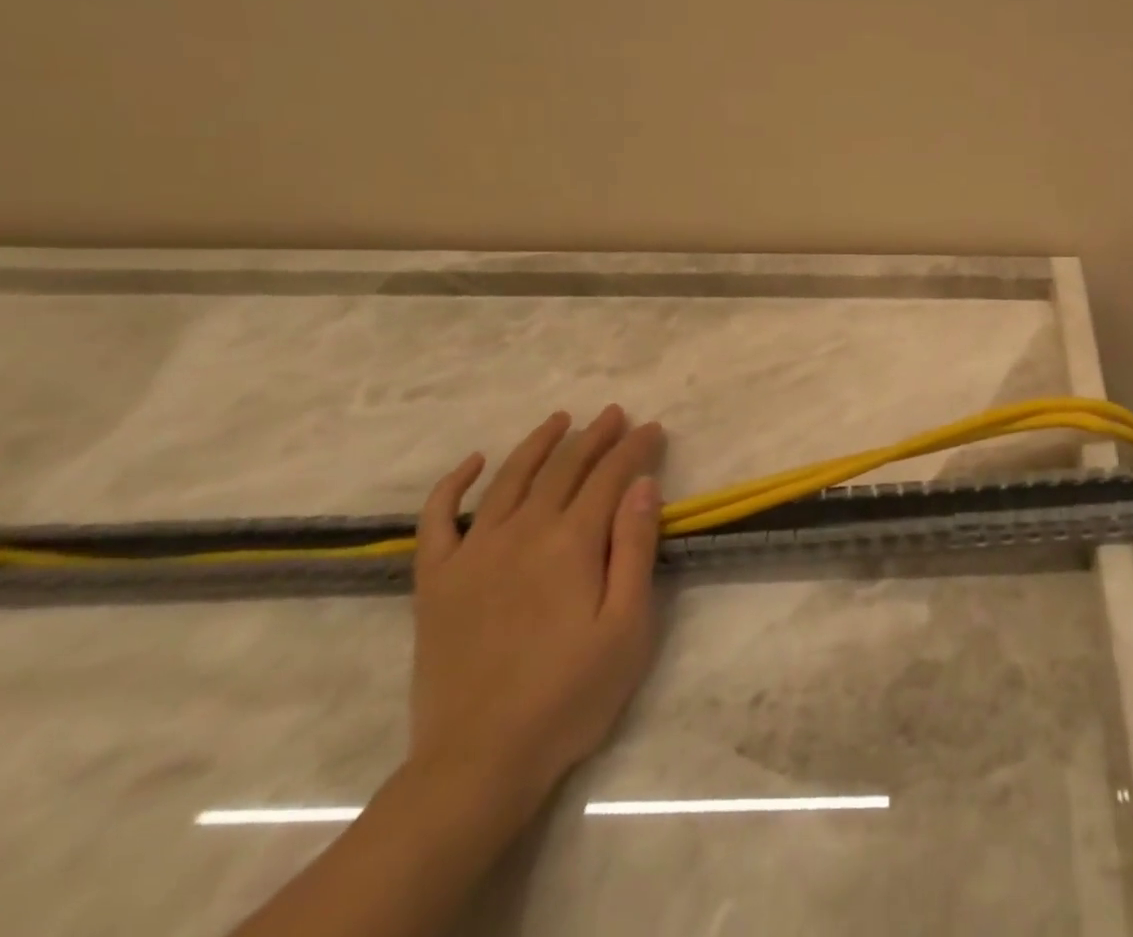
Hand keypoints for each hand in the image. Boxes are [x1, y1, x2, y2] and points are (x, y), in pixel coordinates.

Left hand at [408, 405, 666, 808]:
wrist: (479, 761)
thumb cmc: (571, 694)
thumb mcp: (628, 625)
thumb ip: (635, 548)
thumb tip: (643, 485)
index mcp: (571, 543)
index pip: (610, 476)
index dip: (635, 448)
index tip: (653, 428)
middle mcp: (522, 533)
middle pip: (564, 469)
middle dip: (595, 436)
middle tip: (616, 414)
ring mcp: (473, 554)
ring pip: (509, 479)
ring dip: (538, 444)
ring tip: (561, 420)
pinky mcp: (436, 582)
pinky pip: (436, 520)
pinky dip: (453, 484)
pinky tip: (472, 462)